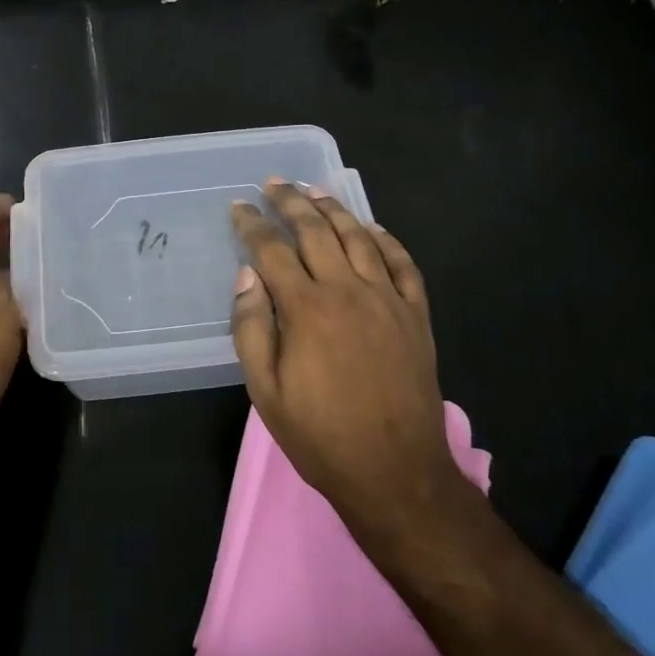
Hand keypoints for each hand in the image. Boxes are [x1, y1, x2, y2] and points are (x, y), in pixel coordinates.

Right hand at [230, 180, 460, 530]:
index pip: (273, 250)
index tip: (239, 206)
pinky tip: (371, 227)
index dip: (253, 224)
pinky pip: (402, 263)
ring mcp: (387, 299)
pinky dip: (385, 239)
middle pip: (316, 230)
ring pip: (359, 237)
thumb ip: (251, 328)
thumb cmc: (321, 435)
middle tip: (273, 183)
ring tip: (314, 190)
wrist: (395, 472)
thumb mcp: (266, 392)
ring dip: (334, 209)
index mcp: (307, 309)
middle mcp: (348, 290)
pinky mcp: (415, 314)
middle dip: (291, 201)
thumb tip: (247, 275)